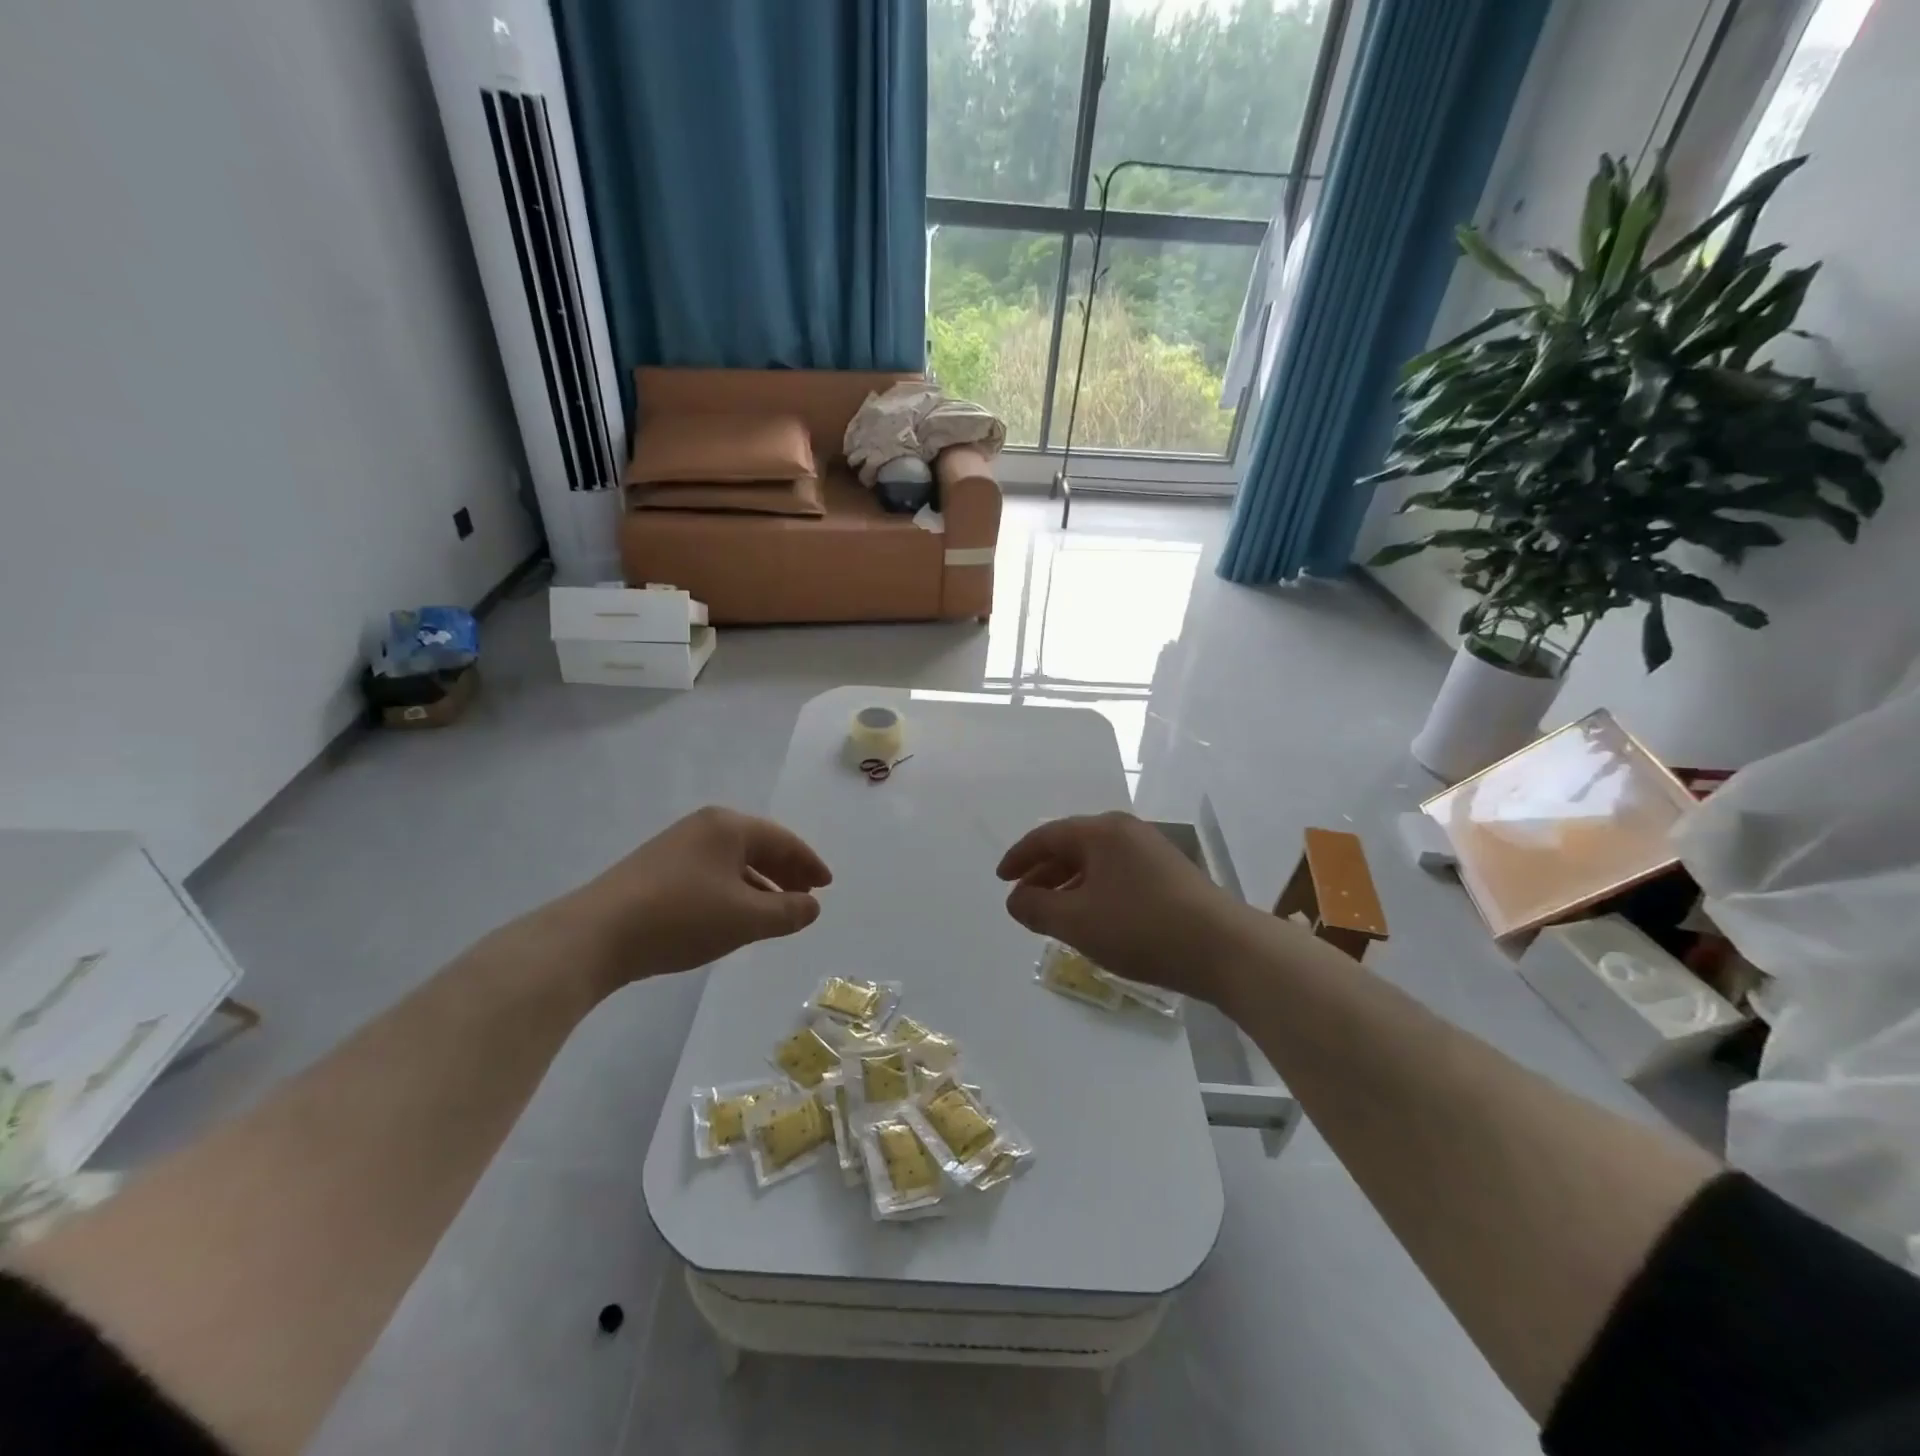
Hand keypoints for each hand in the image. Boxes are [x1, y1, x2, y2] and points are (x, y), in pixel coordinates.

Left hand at [554, 806, 831, 991]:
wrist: (596, 935)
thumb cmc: (681, 917)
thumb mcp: (745, 918)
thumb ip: (787, 911)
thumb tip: (812, 906)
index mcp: (729, 826)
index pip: (783, 841)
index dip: (809, 864)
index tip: (827, 886)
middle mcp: (704, 827)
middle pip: (758, 846)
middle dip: (785, 873)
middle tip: (806, 897)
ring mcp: (677, 846)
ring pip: (733, 862)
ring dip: (759, 885)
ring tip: (775, 911)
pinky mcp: (656, 869)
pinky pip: (711, 874)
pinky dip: (733, 891)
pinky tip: (734, 916)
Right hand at [997, 811, 1254, 1001]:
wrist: (1223, 948)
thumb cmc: (1141, 928)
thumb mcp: (1077, 922)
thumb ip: (1036, 908)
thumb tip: (1016, 900)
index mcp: (1101, 832)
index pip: (1047, 836)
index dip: (1019, 857)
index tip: (1001, 879)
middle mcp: (1126, 832)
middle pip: (1072, 845)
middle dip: (1043, 873)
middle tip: (1023, 899)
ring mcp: (1151, 851)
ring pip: (1095, 862)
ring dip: (1068, 885)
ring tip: (1053, 914)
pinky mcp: (1169, 874)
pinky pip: (1116, 875)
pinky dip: (1094, 891)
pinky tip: (1093, 919)